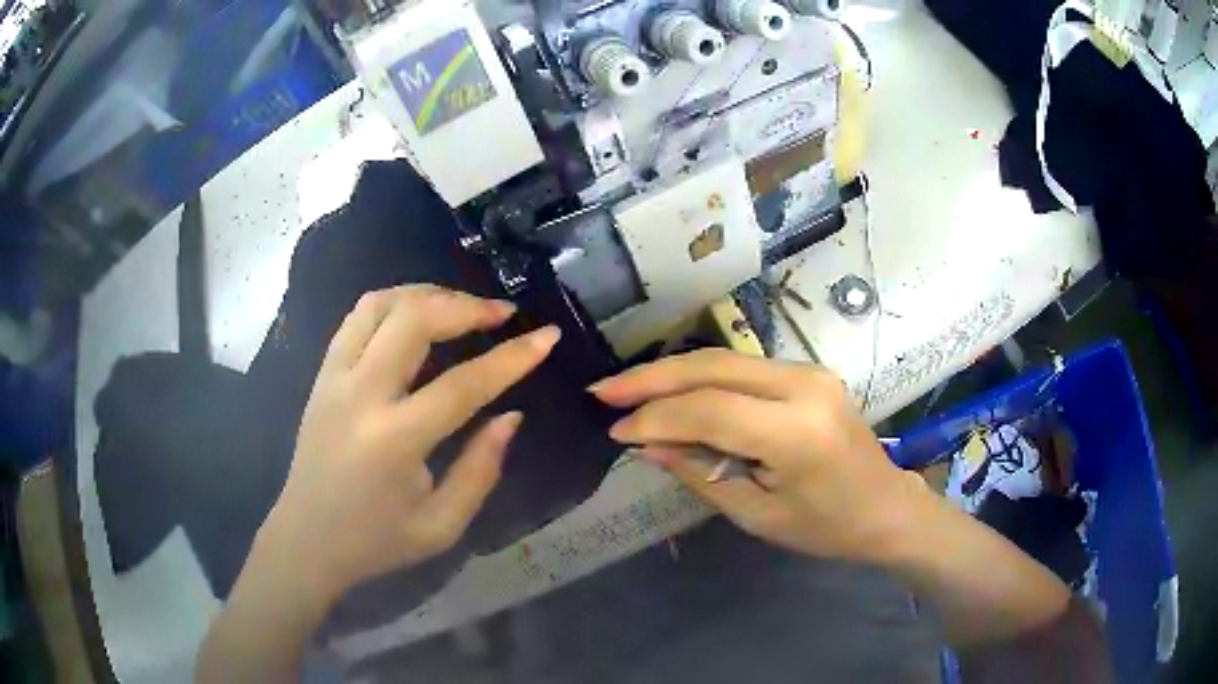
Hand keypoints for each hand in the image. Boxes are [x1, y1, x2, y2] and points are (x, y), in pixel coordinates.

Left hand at [261, 285, 560, 600]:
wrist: (306, 539)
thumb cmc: (377, 541)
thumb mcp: (441, 525)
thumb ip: (481, 470)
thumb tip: (511, 415)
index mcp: (395, 440)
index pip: (463, 384)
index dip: (512, 358)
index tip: (547, 336)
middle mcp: (360, 395)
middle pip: (414, 319)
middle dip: (466, 306)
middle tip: (502, 314)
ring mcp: (334, 378)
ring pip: (380, 303)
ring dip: (427, 294)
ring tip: (460, 307)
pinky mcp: (322, 374)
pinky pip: (357, 317)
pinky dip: (394, 303)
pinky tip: (416, 316)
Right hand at [590, 348, 929, 564]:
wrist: (887, 508)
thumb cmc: (827, 527)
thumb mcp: (758, 514)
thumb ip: (701, 474)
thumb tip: (647, 445)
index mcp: (797, 431)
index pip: (709, 410)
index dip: (655, 417)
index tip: (614, 430)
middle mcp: (804, 385)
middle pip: (712, 367)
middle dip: (651, 377)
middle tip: (603, 390)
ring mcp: (809, 371)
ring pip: (723, 358)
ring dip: (671, 372)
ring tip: (627, 388)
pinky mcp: (807, 371)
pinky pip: (742, 367)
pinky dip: (700, 377)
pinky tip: (671, 390)